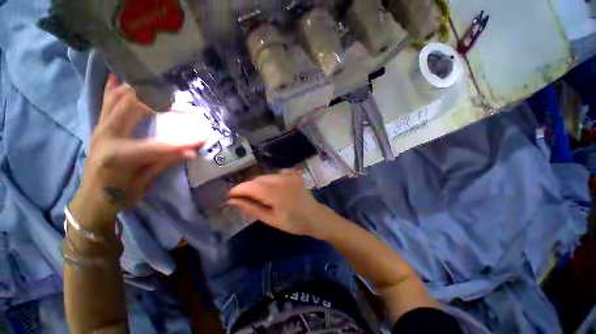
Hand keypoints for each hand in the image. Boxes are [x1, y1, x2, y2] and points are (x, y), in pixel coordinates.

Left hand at [71, 74, 202, 227]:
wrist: (90, 199)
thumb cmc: (118, 195)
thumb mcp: (144, 183)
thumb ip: (165, 162)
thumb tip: (191, 152)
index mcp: (119, 155)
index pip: (159, 144)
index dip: (184, 141)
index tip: (204, 137)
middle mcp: (107, 134)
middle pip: (135, 106)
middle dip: (163, 103)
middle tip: (185, 107)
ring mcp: (101, 127)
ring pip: (120, 97)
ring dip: (143, 90)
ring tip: (163, 89)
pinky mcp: (100, 126)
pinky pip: (107, 101)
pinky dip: (114, 87)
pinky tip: (120, 77)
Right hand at [227, 170, 333, 239]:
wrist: (315, 217)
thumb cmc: (293, 223)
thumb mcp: (271, 219)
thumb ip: (251, 208)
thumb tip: (233, 201)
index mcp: (274, 192)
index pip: (250, 186)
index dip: (237, 189)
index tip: (229, 196)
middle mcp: (280, 179)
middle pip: (257, 179)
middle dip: (247, 187)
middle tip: (241, 198)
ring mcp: (288, 175)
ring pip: (265, 176)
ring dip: (257, 183)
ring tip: (255, 195)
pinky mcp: (293, 175)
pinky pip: (275, 174)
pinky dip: (269, 179)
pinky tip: (270, 188)